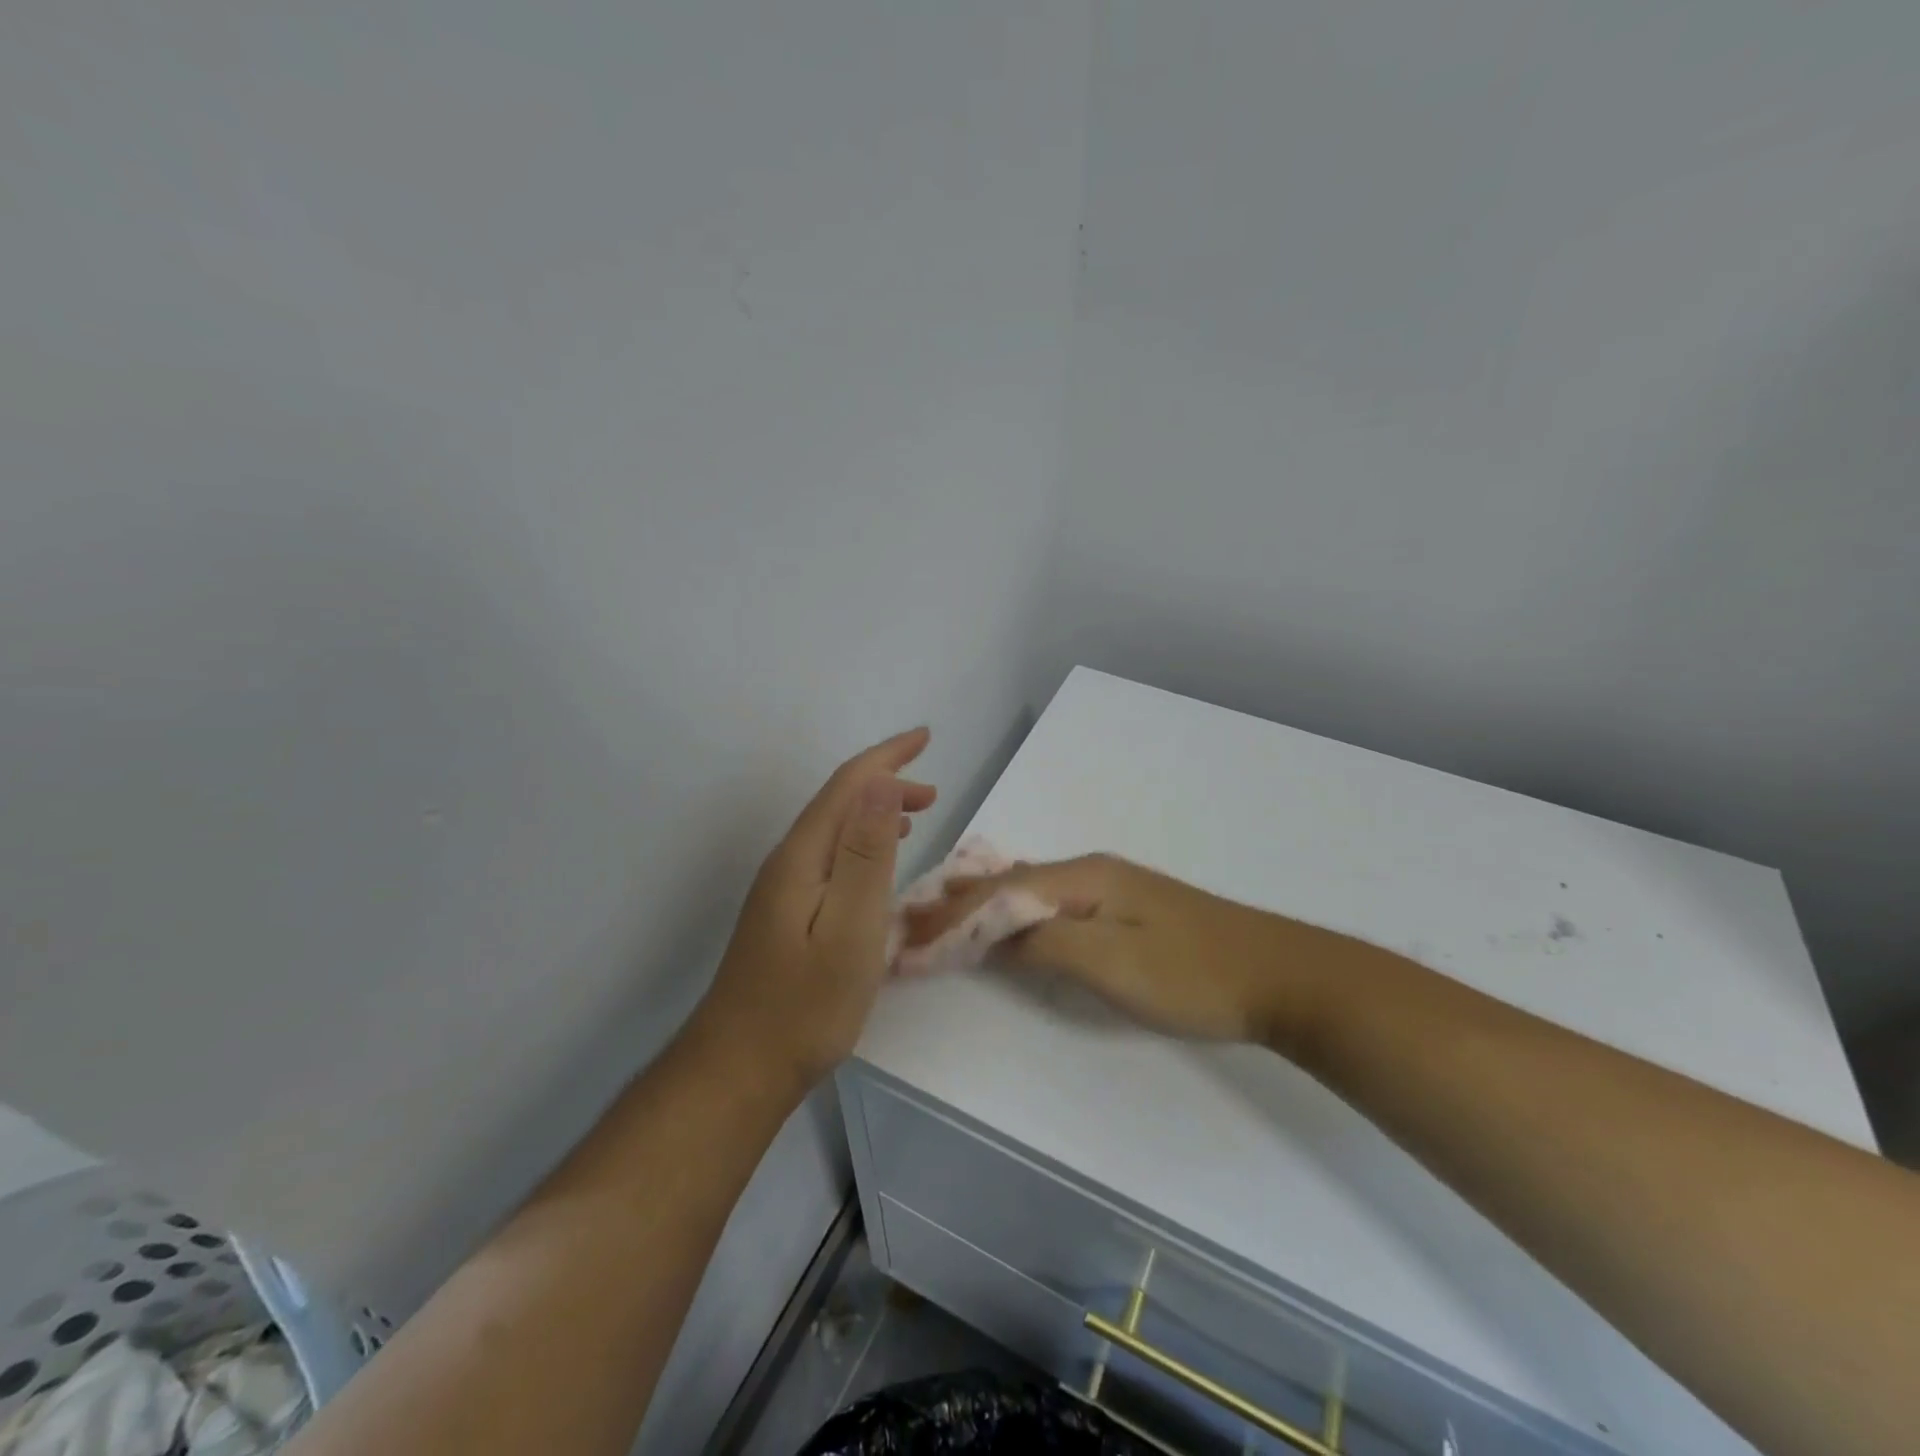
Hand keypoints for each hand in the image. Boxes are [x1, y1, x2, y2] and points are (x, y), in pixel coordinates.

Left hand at [693, 729, 935, 1092]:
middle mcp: (788, 862)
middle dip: (886, 782)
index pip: (847, 786)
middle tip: (934, 791)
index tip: (925, 737)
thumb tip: (881, 783)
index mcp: (803, 857)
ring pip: (834, 829)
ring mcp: (782, 889)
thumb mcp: (850, 928)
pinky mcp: (785, 914)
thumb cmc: (805, 1004)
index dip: (887, 757)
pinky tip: (876, 864)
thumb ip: (866, 855)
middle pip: (838, 802)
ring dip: (875, 812)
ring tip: (917, 814)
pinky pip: (829, 856)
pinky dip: (861, 843)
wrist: (740, 1068)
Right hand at [903, 854, 1344, 1054]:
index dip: (949, 917)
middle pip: (1007, 883)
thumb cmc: (1192, 974)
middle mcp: (1090, 871)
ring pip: (1028, 891)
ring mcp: (1110, 888)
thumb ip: (1043, 942)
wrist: (1280, 975)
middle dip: (956, 905)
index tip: (906, 940)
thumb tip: (987, 932)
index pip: (997, 891)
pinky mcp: (1125, 911)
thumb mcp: (1111, 963)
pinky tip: (1004, 922)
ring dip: (982, 908)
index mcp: (1083, 877)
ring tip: (940, 921)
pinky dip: (1014, 914)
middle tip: (910, 927)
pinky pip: (1050, 904)